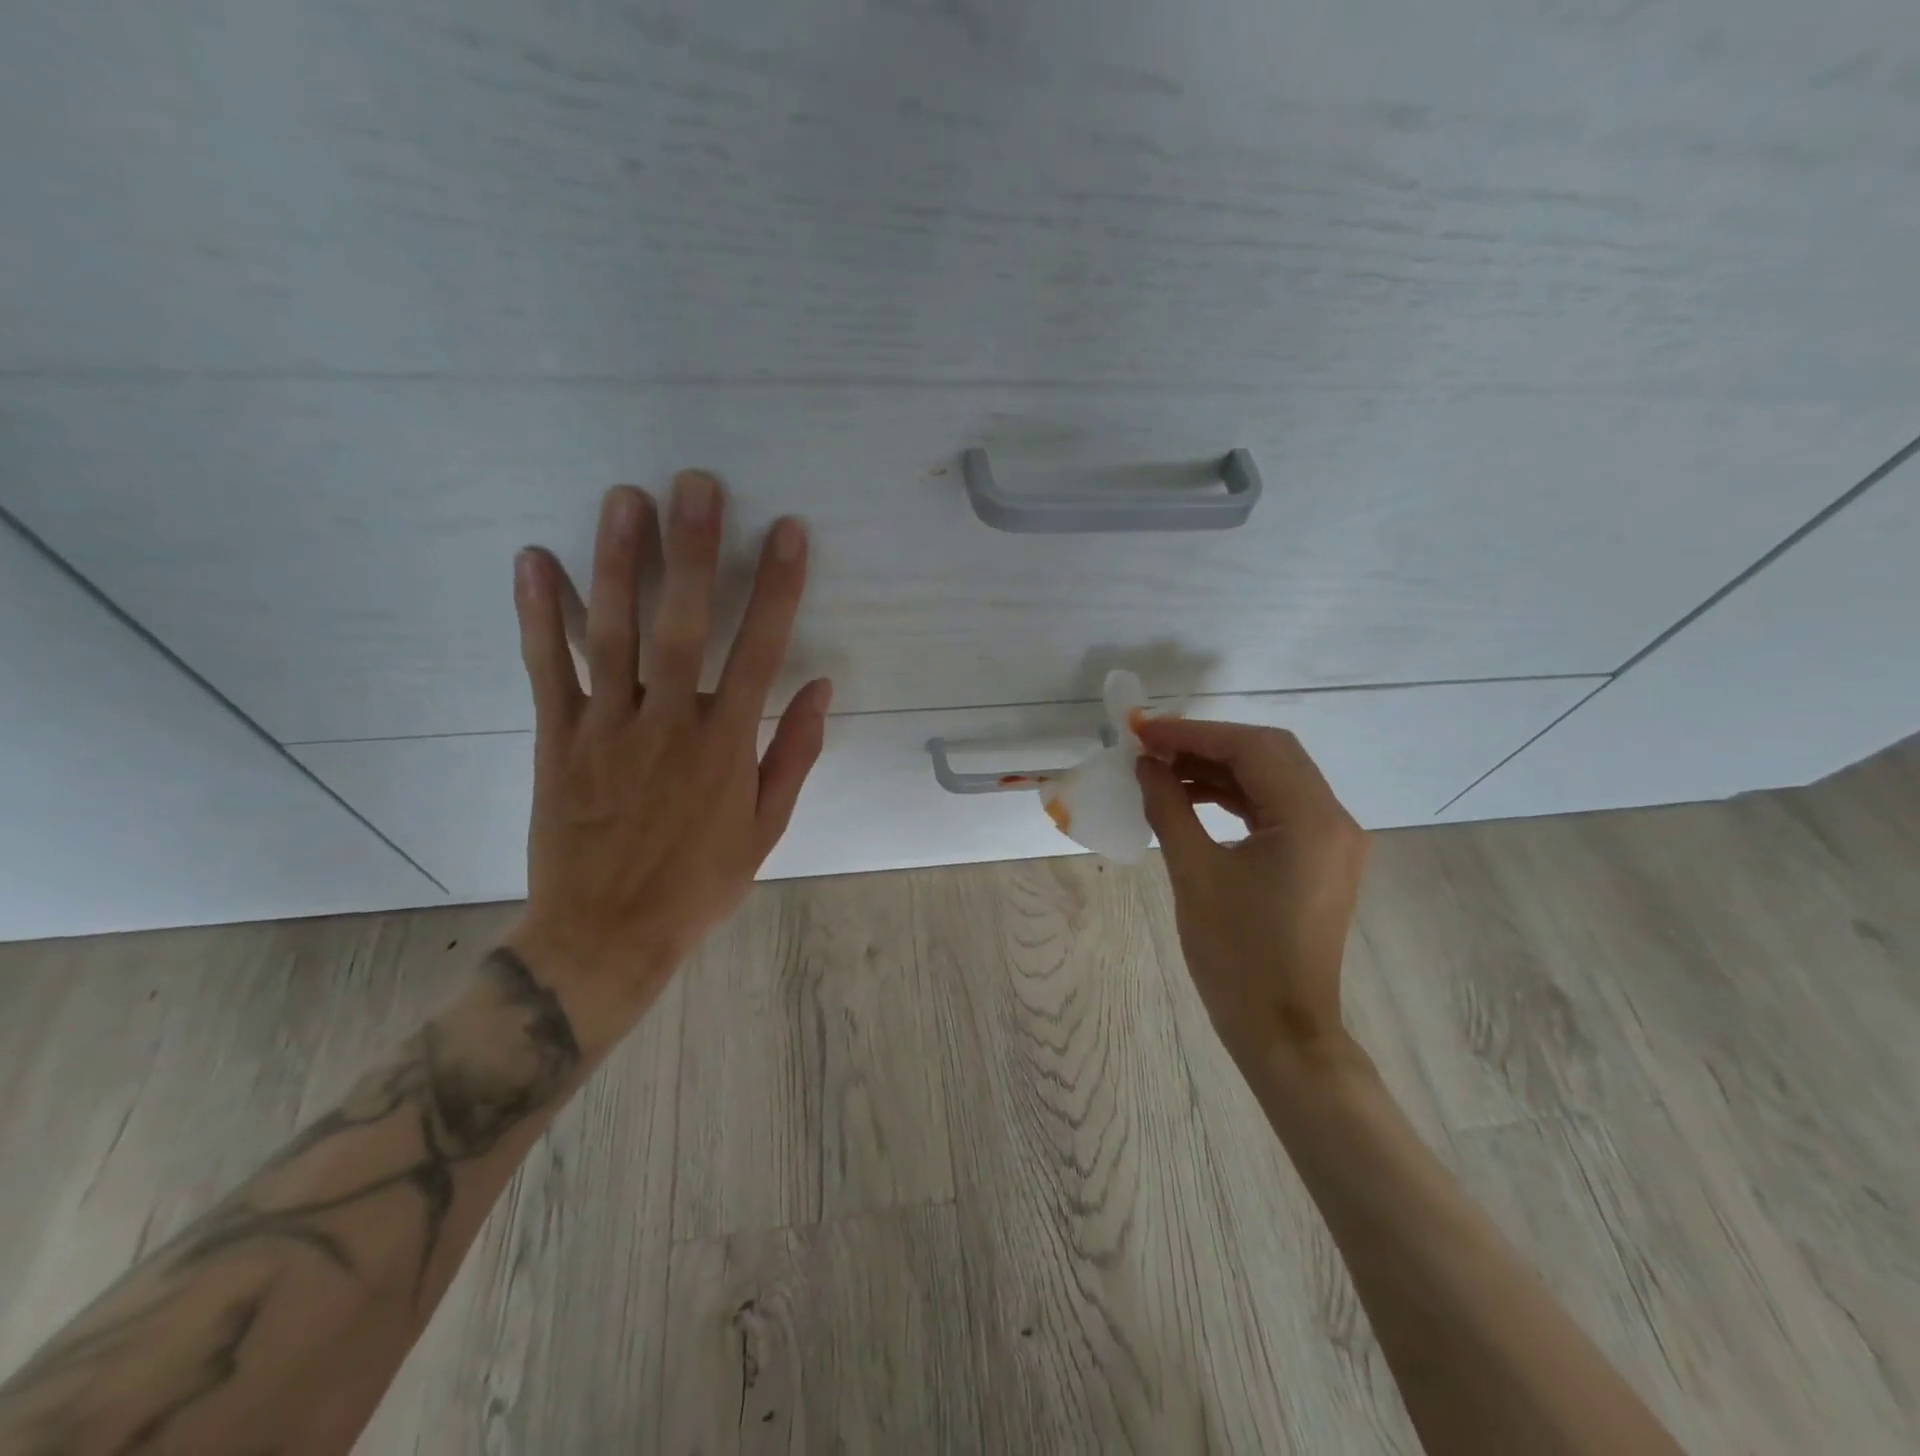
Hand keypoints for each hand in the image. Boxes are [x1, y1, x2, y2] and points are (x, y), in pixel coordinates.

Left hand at [505, 474, 830, 1044]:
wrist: (605, 934)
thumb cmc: (698, 884)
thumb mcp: (766, 830)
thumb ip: (795, 755)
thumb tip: (821, 687)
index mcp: (726, 747)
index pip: (760, 651)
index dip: (777, 588)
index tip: (787, 532)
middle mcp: (669, 725)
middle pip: (682, 625)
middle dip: (693, 551)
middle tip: (695, 484)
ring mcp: (607, 728)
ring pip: (612, 634)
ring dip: (619, 563)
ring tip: (624, 499)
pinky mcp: (557, 740)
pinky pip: (547, 671)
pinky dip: (539, 616)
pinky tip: (534, 561)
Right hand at [1134, 719, 1369, 1071]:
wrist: (1282, 1031)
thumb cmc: (1236, 956)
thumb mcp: (1194, 874)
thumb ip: (1168, 808)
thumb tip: (1145, 765)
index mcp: (1310, 819)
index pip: (1253, 748)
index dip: (1194, 732)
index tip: (1144, 731)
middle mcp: (1333, 819)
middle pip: (1269, 753)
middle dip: (1207, 743)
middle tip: (1153, 745)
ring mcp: (1331, 840)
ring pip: (1273, 778)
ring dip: (1219, 769)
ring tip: (1164, 770)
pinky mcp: (1319, 858)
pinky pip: (1276, 808)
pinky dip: (1234, 796)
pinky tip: (1192, 799)